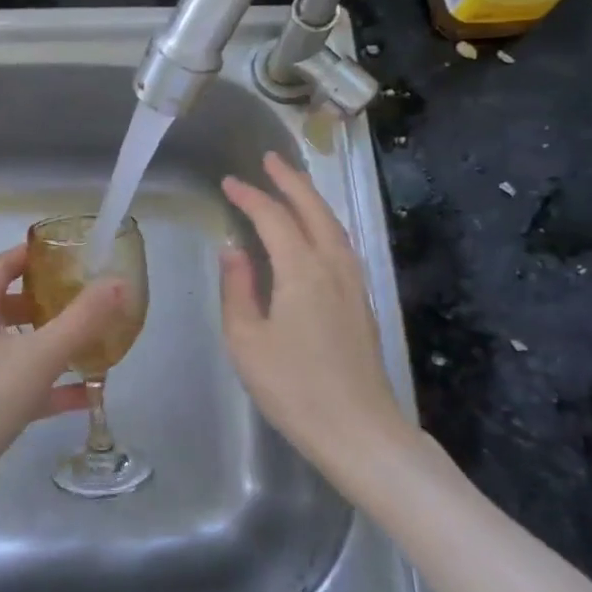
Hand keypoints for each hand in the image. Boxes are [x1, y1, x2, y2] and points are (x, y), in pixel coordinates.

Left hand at [0, 243, 130, 523]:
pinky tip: (86, 395)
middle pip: (7, 306)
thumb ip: (82, 319)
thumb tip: (118, 282)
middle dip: (45, 300)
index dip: (28, 255)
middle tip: (82, 298)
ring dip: (52, 344)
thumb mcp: (40, 355)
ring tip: (91, 342)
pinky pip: (22, 386)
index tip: (63, 252)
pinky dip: (51, 386)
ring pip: (17, 347)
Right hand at [220, 153, 430, 490]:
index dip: (250, 197)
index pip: (274, 219)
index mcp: (302, 271)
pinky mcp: (362, 302)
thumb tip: (233, 250)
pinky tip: (316, 233)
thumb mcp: (247, 341)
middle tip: (270, 160)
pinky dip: (325, 224)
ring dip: (312, 199)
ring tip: (292, 185)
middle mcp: (333, 266)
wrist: (358, 431)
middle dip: (291, 181)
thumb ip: (238, 289)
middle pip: (314, 210)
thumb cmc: (293, 388)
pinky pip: (342, 245)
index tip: (229, 182)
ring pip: (334, 226)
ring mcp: (354, 284)